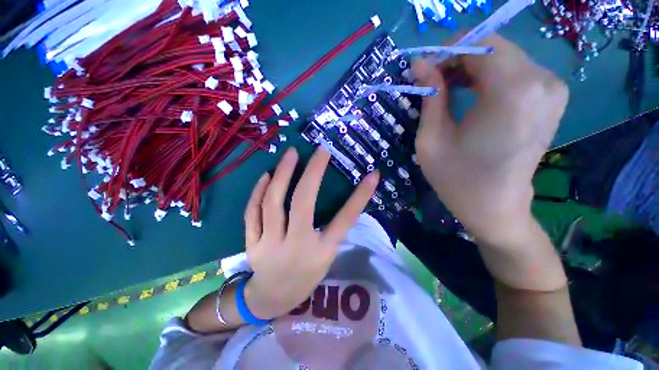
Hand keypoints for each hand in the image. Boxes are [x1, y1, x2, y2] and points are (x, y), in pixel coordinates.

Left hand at [242, 147, 378, 318]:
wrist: (272, 299)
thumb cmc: (306, 277)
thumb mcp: (326, 256)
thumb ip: (333, 230)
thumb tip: (349, 201)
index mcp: (321, 253)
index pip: (345, 220)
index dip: (360, 196)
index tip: (372, 175)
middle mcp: (296, 247)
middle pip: (303, 204)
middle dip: (312, 173)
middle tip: (320, 150)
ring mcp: (269, 245)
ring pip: (273, 204)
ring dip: (282, 175)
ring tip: (291, 154)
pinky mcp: (251, 244)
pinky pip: (251, 213)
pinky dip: (258, 192)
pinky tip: (266, 176)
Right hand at [412, 34, 567, 246]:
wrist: (495, 207)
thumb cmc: (456, 178)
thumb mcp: (431, 138)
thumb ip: (430, 95)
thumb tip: (419, 64)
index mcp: (512, 91)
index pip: (479, 43)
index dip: (446, 51)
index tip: (425, 70)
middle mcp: (542, 81)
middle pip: (493, 46)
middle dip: (458, 58)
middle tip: (433, 82)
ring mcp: (552, 88)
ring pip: (503, 56)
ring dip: (471, 67)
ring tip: (448, 90)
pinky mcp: (551, 97)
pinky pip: (515, 70)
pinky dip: (489, 75)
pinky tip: (472, 94)